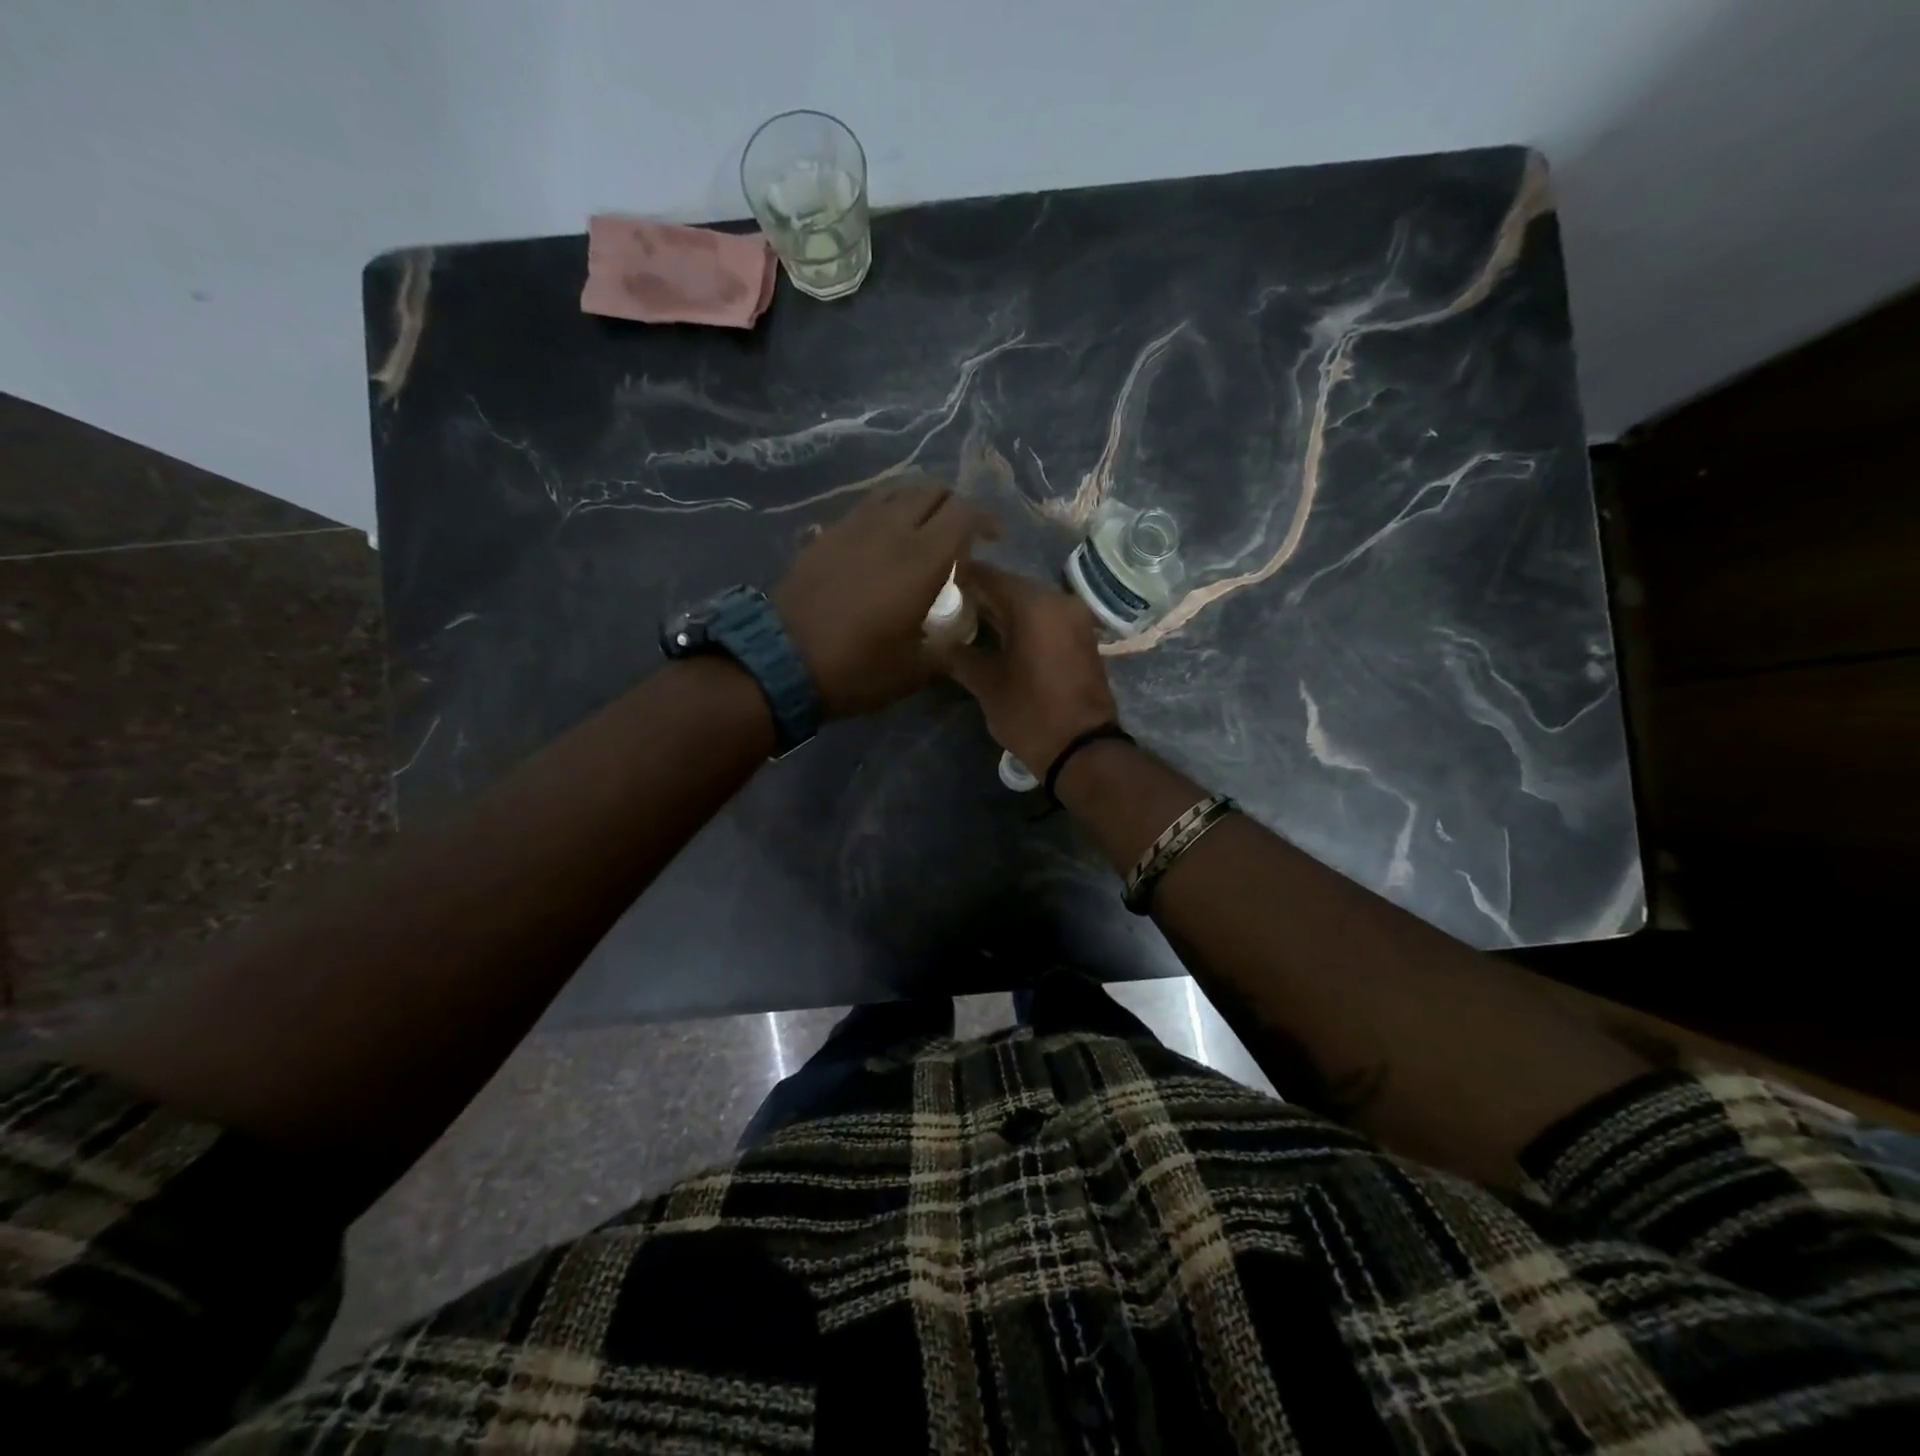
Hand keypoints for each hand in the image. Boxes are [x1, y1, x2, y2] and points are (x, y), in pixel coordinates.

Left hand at [771, 481, 997, 717]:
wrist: (782, 661)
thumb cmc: (857, 668)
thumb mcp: (915, 670)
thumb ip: (947, 646)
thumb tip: (956, 634)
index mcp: (923, 559)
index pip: (965, 512)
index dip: (986, 518)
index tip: (994, 538)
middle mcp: (892, 530)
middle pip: (932, 490)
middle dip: (954, 506)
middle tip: (959, 534)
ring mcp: (854, 526)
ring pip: (897, 490)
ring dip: (918, 502)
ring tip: (922, 529)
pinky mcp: (826, 533)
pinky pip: (866, 506)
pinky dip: (886, 512)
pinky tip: (883, 539)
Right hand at [942, 561, 1119, 771]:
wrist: (1083, 748)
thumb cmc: (1030, 713)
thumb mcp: (987, 686)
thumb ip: (960, 656)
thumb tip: (937, 643)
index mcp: (1032, 605)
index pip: (989, 576)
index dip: (961, 578)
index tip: (938, 584)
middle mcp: (1058, 600)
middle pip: (1011, 586)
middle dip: (982, 594)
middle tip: (951, 606)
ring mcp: (1075, 617)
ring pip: (1030, 602)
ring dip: (1003, 609)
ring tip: (972, 623)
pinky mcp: (1083, 636)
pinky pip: (1047, 617)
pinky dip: (1024, 622)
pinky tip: (1002, 637)